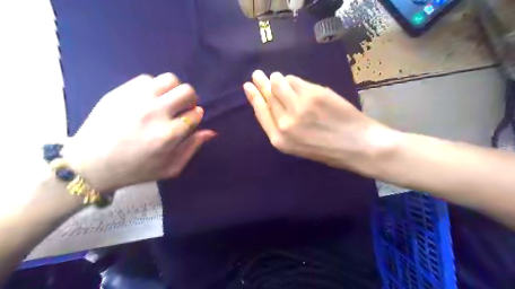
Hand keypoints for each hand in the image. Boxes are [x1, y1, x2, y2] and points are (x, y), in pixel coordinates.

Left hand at [62, 74, 215, 192]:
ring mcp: (136, 100)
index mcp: (168, 135)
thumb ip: (192, 148)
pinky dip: (154, 87)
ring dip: (174, 90)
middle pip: (186, 91)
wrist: (90, 164)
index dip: (197, 116)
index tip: (191, 119)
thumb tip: (210, 131)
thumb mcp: (170, 168)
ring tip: (167, 101)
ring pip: (169, 80)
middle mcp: (155, 113)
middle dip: (191, 99)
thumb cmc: (135, 170)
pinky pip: (147, 79)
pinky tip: (149, 99)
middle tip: (183, 109)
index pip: (195, 114)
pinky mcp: (120, 92)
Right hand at [244, 70, 394, 172]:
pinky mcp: (313, 94)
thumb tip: (271, 102)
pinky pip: (296, 80)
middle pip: (268, 96)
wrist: (356, 145)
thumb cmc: (327, 149)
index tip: (248, 86)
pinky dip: (294, 80)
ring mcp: (298, 107)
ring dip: (278, 79)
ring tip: (278, 78)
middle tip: (257, 74)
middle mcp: (285, 123)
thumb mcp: (297, 146)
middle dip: (261, 83)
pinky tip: (296, 84)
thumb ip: (282, 126)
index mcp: (279, 139)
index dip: (254, 97)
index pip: (261, 112)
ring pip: (279, 84)